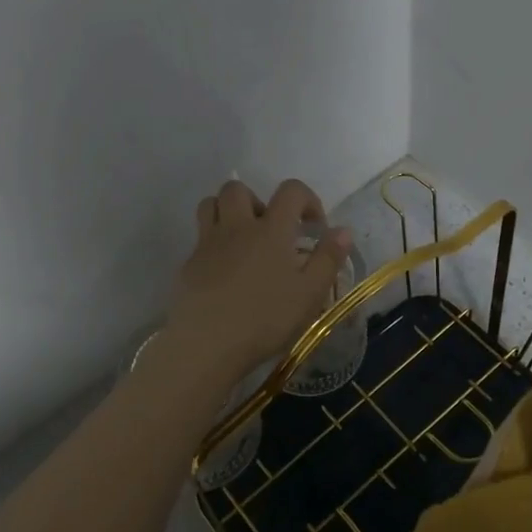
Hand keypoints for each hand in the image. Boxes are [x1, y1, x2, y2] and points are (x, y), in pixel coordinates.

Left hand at [165, 179, 353, 382]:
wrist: (207, 343)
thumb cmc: (265, 318)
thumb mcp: (310, 294)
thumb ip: (328, 258)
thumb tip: (342, 230)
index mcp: (271, 229)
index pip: (291, 190)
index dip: (307, 199)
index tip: (314, 228)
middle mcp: (237, 227)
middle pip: (238, 189)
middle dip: (257, 200)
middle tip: (270, 230)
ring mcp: (208, 243)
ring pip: (210, 205)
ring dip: (227, 212)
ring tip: (243, 241)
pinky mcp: (188, 264)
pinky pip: (199, 239)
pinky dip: (213, 245)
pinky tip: (224, 274)